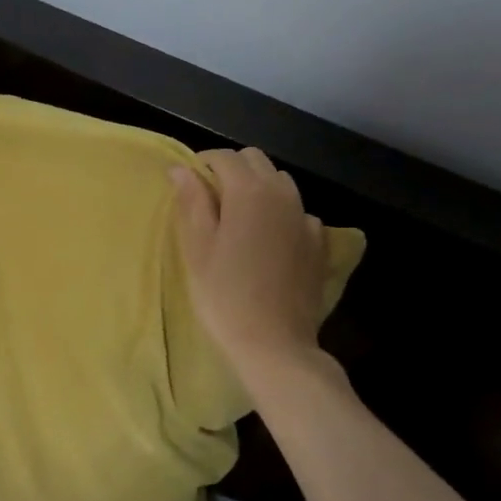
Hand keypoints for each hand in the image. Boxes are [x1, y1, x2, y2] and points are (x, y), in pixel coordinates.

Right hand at [171, 148, 326, 380]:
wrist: (274, 343)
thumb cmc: (224, 295)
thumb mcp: (197, 248)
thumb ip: (191, 202)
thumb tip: (181, 169)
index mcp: (248, 192)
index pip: (224, 157)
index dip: (203, 163)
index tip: (188, 183)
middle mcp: (282, 194)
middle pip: (256, 161)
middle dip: (232, 169)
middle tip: (210, 198)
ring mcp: (305, 218)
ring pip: (281, 182)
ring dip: (258, 187)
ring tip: (239, 217)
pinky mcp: (319, 243)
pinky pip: (298, 212)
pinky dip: (281, 213)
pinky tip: (270, 239)